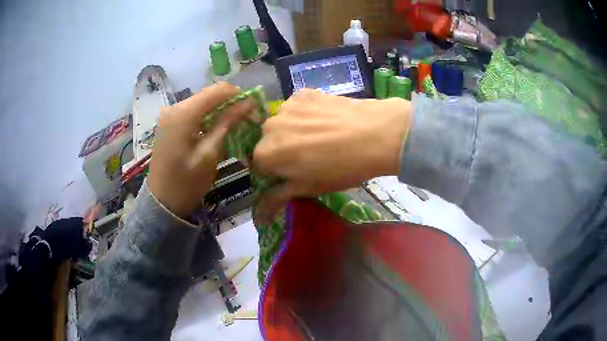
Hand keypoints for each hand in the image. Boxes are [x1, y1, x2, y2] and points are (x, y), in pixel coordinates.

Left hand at [149, 82, 252, 217]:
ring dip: (219, 110)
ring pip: (201, 102)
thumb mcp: (210, 153)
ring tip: (232, 126)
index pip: (217, 90)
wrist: (162, 202)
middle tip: (245, 119)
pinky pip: (192, 112)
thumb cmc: (187, 182)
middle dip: (229, 103)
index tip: (252, 108)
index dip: (238, 95)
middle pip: (208, 94)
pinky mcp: (168, 123)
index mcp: (183, 113)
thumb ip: (227, 123)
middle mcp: (174, 107)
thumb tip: (248, 103)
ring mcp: (169, 115)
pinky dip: (206, 117)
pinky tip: (214, 130)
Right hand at [253, 89, 411, 217]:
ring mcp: (286, 106)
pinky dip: (303, 115)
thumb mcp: (310, 187)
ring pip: (282, 123)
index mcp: (267, 153)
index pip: (260, 165)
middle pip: (268, 142)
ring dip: (292, 131)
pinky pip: (295, 108)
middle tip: (308, 156)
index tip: (292, 174)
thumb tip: (260, 216)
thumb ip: (278, 197)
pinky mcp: (303, 93)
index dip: (275, 172)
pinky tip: (324, 121)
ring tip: (319, 137)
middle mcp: (269, 126)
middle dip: (281, 150)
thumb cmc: (343, 168)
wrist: (376, 133)